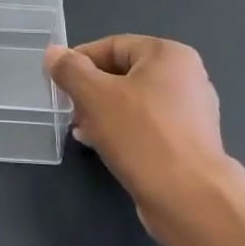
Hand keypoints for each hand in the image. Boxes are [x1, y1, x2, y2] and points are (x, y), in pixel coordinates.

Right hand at [45, 36, 244, 238]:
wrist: (190, 199)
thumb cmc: (142, 135)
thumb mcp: (95, 96)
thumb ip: (70, 70)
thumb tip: (53, 53)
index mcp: (169, 54)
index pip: (112, 46)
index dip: (80, 61)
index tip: (58, 82)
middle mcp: (186, 77)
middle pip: (123, 74)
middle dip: (91, 91)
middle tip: (69, 110)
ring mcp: (191, 112)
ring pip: (134, 102)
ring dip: (103, 113)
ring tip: (81, 131)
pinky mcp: (189, 143)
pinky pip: (148, 127)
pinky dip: (124, 131)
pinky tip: (103, 147)